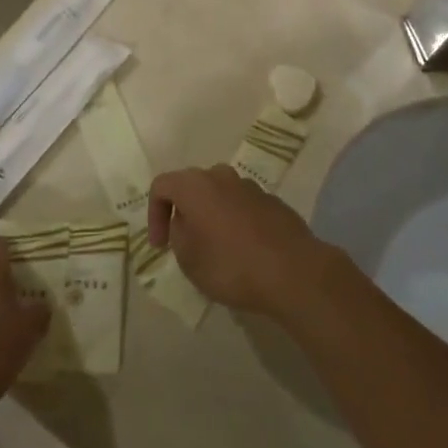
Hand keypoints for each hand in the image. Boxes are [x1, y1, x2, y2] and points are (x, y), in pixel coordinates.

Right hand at [146, 165, 335, 318]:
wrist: (293, 271)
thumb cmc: (231, 265)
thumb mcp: (189, 259)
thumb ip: (178, 235)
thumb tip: (185, 223)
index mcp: (196, 185)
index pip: (162, 186)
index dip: (154, 215)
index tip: (161, 245)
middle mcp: (221, 176)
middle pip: (192, 186)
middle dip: (183, 212)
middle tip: (184, 242)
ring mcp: (250, 186)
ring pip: (219, 195)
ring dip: (211, 216)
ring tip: (214, 248)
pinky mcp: (272, 201)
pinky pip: (243, 206)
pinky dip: (235, 222)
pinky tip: (243, 251)